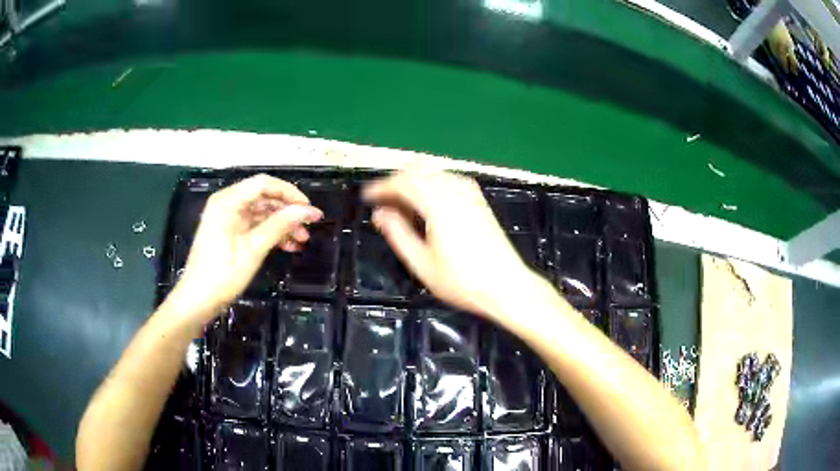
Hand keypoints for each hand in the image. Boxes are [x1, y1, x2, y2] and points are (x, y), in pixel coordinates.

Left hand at [170, 174, 322, 323]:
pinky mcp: (228, 231)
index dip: (289, 193)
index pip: (264, 184)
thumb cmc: (222, 274)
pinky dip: (270, 233)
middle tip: (308, 228)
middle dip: (287, 211)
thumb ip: (280, 225)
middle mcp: (227, 203)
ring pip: (261, 212)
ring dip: (282, 224)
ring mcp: (227, 217)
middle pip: (263, 197)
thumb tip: (309, 210)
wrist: (197, 300)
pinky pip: (254, 225)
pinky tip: (287, 246)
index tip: (309, 209)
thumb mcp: (253, 249)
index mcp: (228, 201)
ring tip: (301, 241)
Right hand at [363, 170, 538, 317]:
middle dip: (396, 183)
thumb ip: (398, 233)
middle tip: (382, 203)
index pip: (403, 182)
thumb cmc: (462, 281)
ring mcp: (470, 191)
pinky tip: (426, 207)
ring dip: (413, 184)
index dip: (381, 187)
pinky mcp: (478, 198)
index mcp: (438, 202)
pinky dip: (430, 186)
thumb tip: (379, 213)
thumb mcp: (421, 263)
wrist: (507, 286)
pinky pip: (446, 180)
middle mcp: (454, 188)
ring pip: (432, 173)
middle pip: (417, 171)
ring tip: (401, 208)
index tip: (366, 197)